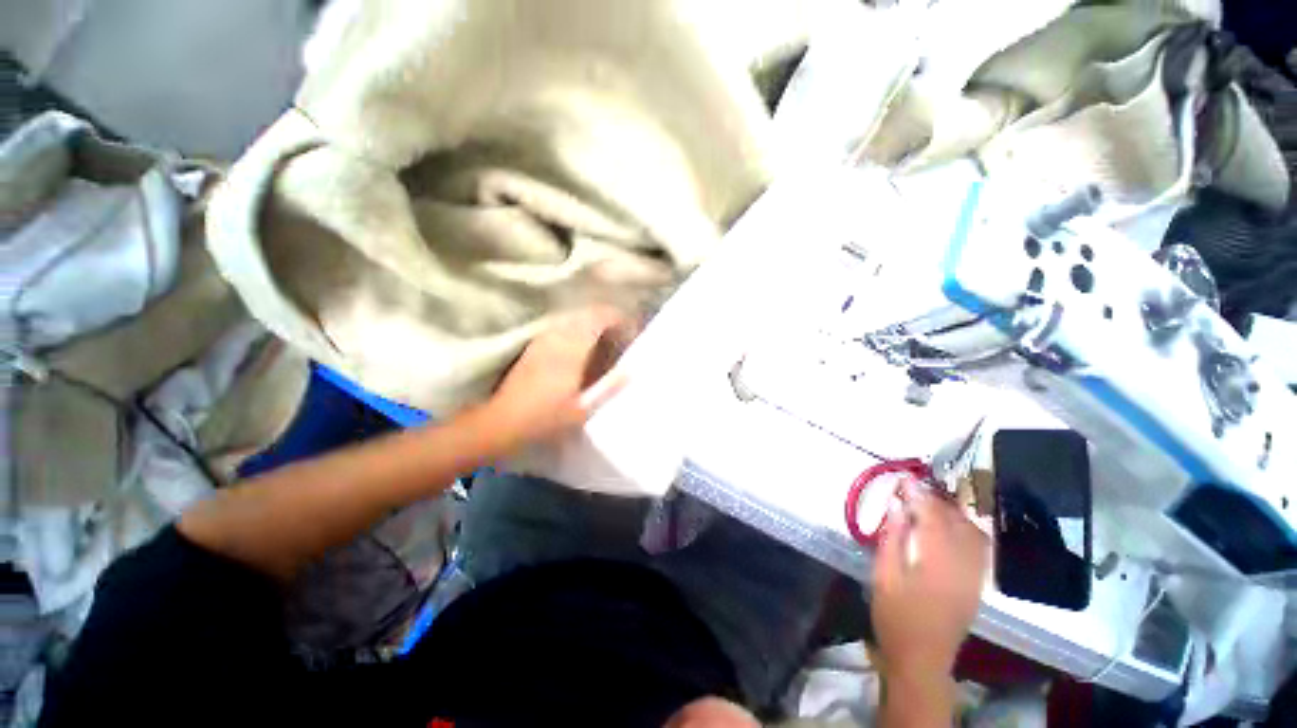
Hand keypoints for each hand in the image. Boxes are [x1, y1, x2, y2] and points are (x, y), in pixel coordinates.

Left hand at [485, 306, 634, 448]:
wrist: (503, 421)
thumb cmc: (546, 418)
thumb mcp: (584, 409)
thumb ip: (609, 388)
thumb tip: (630, 372)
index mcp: (572, 351)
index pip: (597, 320)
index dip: (616, 318)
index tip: (629, 325)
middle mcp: (557, 339)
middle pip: (584, 315)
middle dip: (604, 317)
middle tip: (618, 329)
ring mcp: (542, 341)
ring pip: (570, 319)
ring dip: (588, 320)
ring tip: (601, 333)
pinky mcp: (532, 347)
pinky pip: (558, 327)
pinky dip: (573, 327)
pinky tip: (577, 341)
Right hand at [872, 483, 987, 682]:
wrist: (921, 659)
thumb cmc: (895, 616)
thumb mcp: (884, 575)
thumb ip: (892, 537)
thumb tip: (896, 505)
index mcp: (937, 561)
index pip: (932, 516)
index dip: (918, 494)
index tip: (904, 478)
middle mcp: (963, 565)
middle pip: (956, 521)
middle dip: (935, 499)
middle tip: (913, 488)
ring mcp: (974, 576)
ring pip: (972, 533)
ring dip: (952, 512)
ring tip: (930, 503)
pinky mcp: (977, 585)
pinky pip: (979, 548)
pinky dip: (966, 529)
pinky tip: (950, 526)